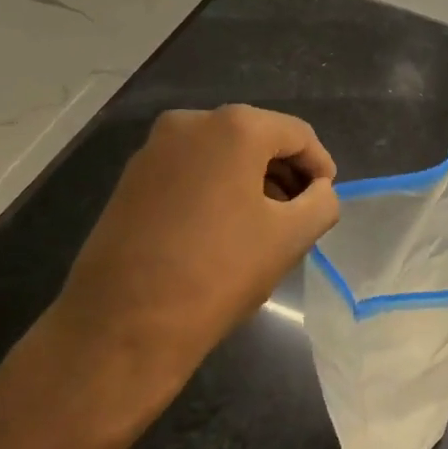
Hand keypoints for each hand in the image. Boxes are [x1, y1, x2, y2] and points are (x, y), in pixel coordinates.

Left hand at [30, 105, 337, 430]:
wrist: (122, 325)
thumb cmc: (219, 272)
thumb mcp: (291, 238)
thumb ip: (322, 203)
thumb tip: (318, 191)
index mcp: (235, 128)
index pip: (298, 135)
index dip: (320, 166)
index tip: (325, 201)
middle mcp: (191, 123)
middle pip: (258, 139)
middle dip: (285, 173)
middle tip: (300, 214)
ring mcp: (154, 149)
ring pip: (222, 155)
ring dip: (252, 182)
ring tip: (264, 226)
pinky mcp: (131, 179)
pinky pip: (192, 171)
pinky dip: (217, 189)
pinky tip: (223, 230)